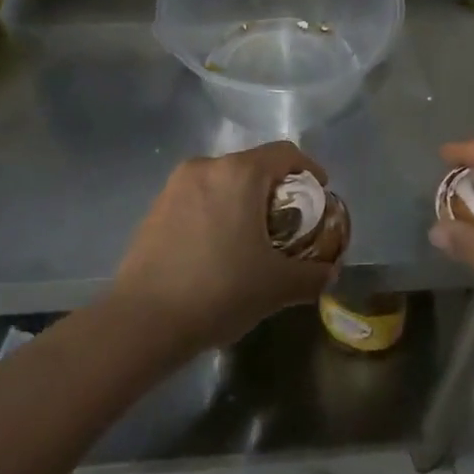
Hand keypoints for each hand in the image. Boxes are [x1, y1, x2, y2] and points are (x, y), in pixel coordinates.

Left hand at [109, 141, 336, 353]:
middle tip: (290, 223)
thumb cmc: (220, 290)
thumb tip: (330, 272)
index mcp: (240, 173)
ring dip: (244, 201)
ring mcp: (175, 186)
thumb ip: (313, 275)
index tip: (319, 194)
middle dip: (277, 190)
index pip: (286, 153)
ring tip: (253, 238)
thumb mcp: (278, 286)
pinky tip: (219, 249)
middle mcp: (207, 166)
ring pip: (224, 181)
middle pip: (254, 165)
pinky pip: (199, 198)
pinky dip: (217, 212)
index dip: (309, 169)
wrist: (144, 321)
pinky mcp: (155, 208)